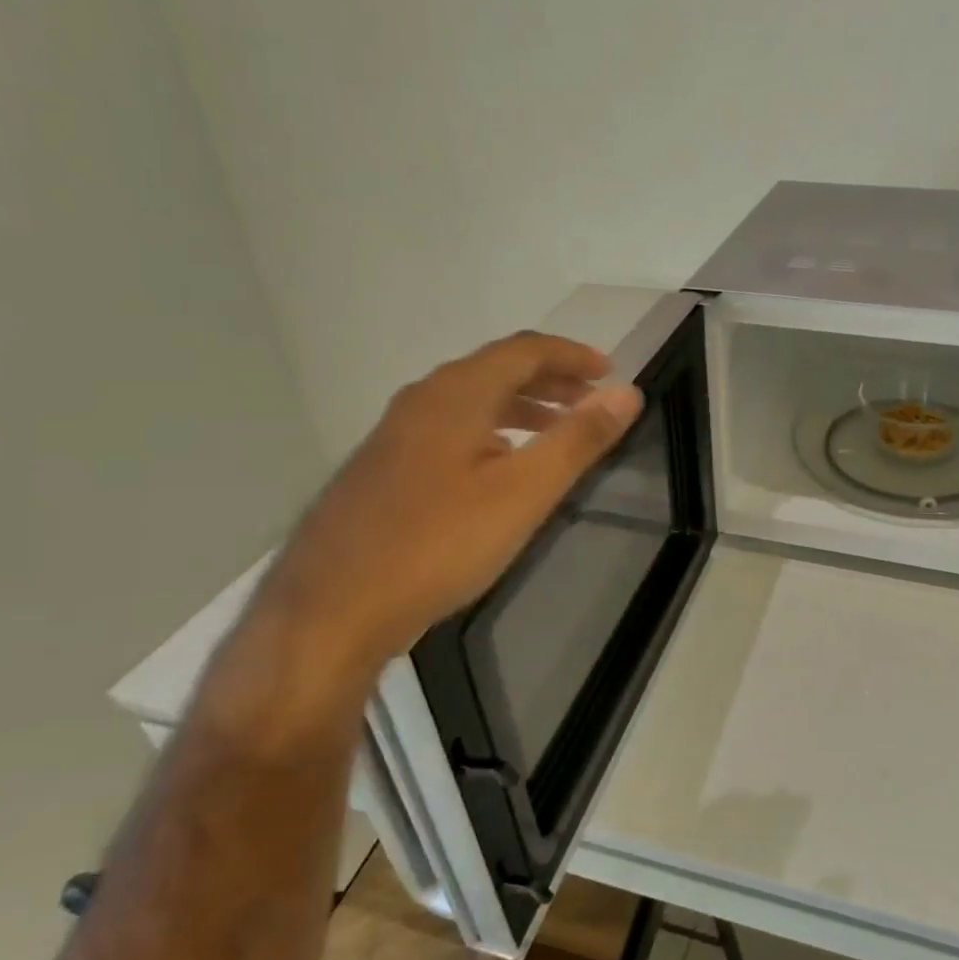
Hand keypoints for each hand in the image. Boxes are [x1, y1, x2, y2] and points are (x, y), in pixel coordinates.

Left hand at [254, 331, 642, 687]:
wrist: (331, 609)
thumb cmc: (438, 544)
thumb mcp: (523, 492)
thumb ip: (578, 439)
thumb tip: (627, 393)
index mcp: (457, 393)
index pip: (525, 350)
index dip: (573, 355)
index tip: (610, 373)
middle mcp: (422, 400)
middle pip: (496, 370)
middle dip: (550, 380)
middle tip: (590, 401)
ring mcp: (396, 434)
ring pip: (471, 401)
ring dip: (520, 406)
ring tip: (556, 432)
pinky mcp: (384, 469)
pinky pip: (450, 430)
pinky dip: (490, 432)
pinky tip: (500, 470)